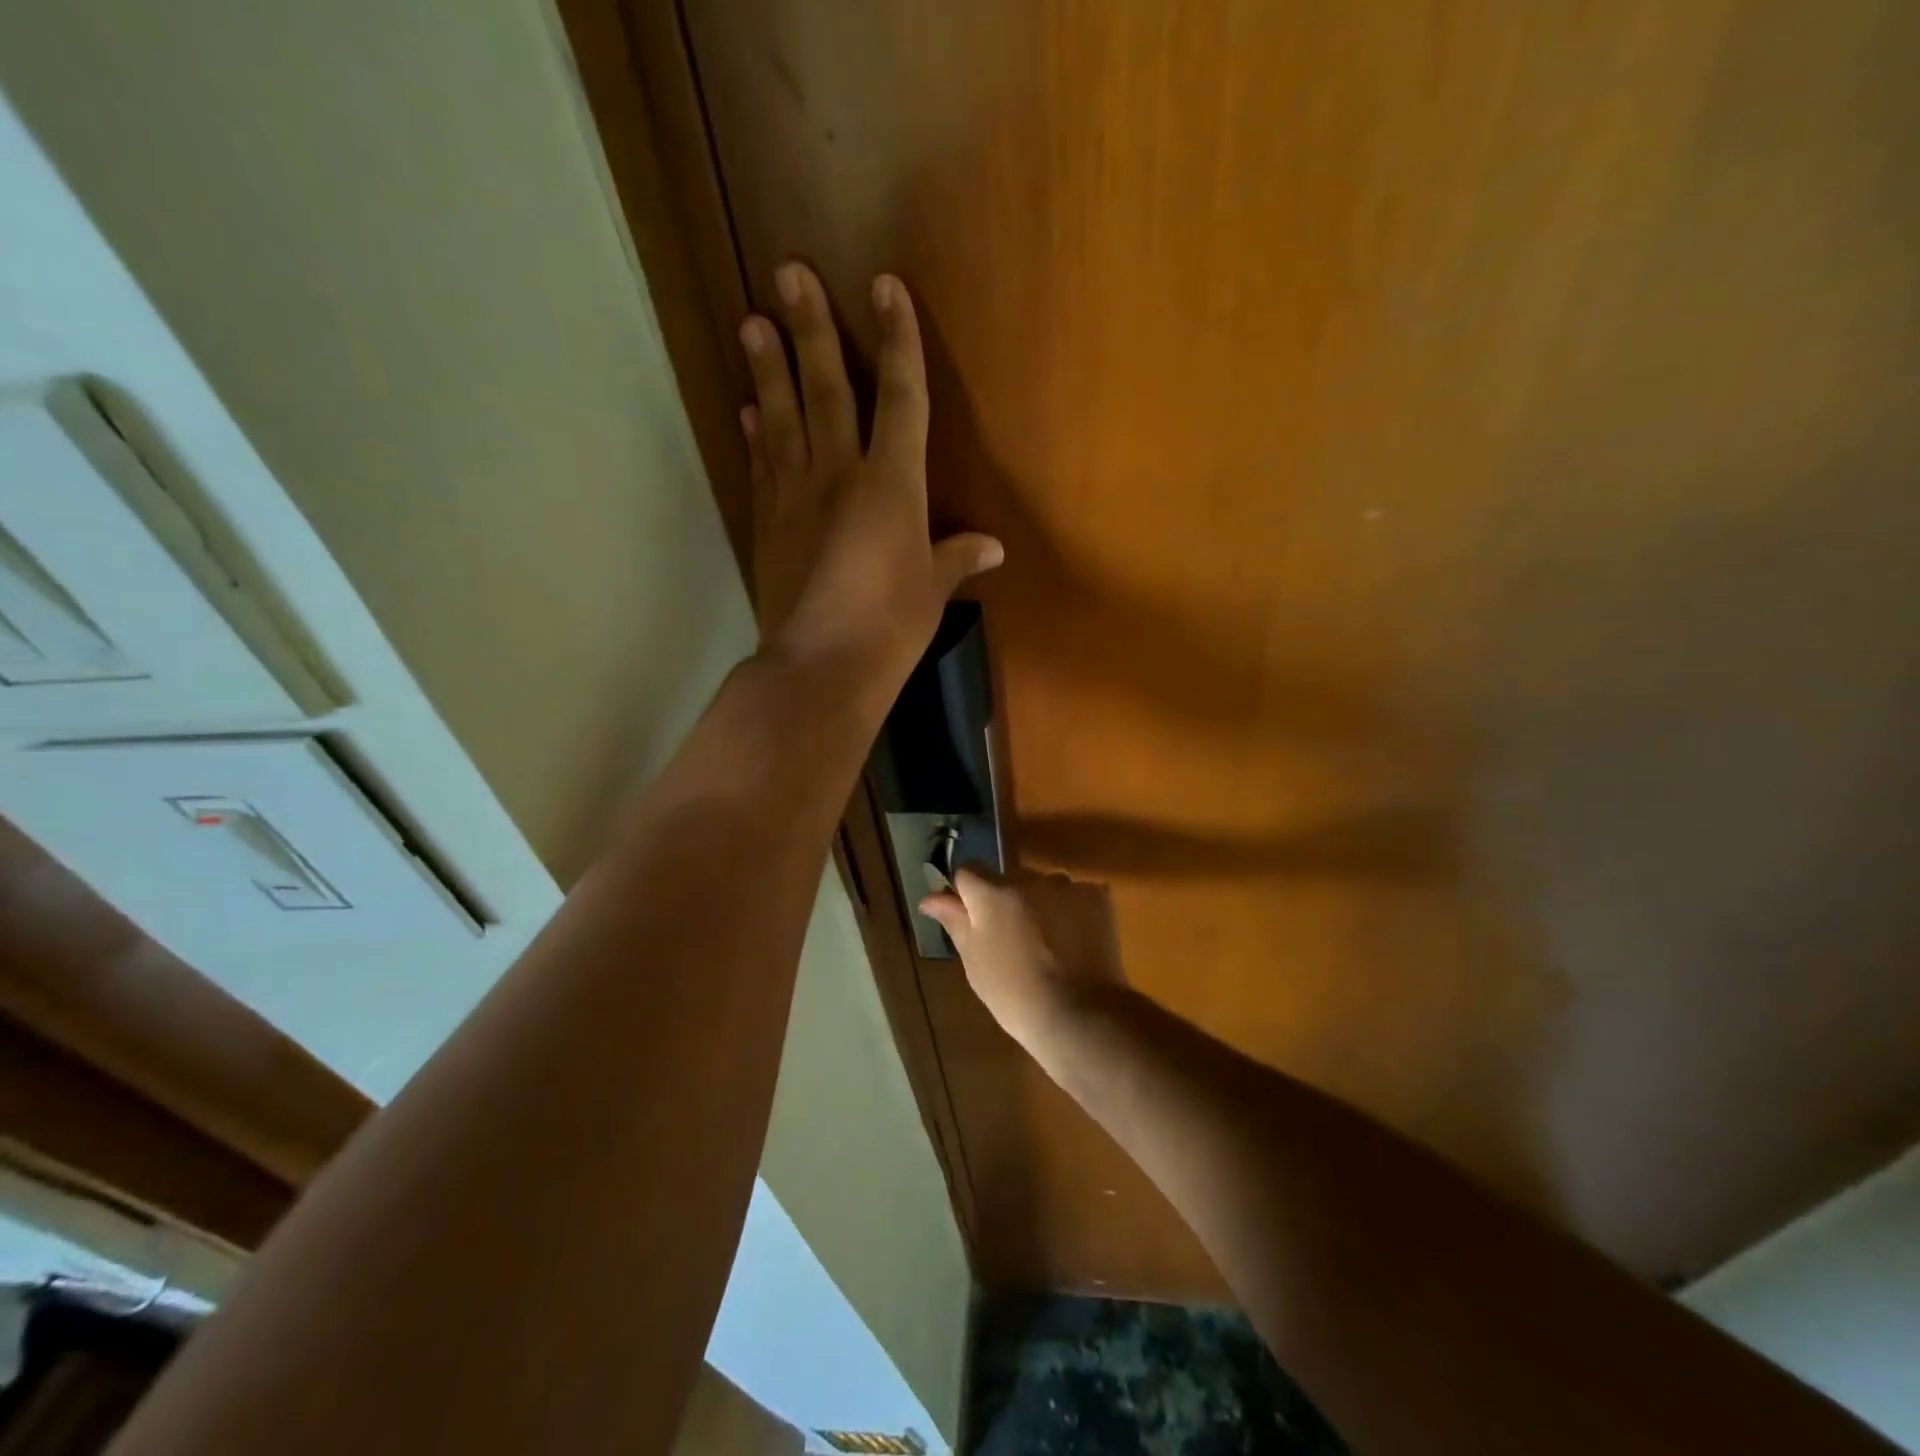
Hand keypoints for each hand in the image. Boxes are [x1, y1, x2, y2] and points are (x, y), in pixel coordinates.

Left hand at [742, 262, 1002, 694]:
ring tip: (752, 323)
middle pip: (827, 389)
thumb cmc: (891, 626)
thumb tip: (991, 548)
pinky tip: (750, 410)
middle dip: (811, 328)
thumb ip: (955, 558)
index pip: (900, 397)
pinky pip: (763, 468)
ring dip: (768, 369)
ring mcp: (796, 497)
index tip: (884, 286)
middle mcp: (839, 475)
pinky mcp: (768, 525)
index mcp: (892, 484)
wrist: (822, 665)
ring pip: (783, 419)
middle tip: (787, 272)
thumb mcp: (933, 591)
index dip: (896, 340)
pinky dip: (757, 436)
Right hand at [920, 867, 1125, 1047]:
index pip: (968, 872)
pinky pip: (1076, 895)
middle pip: (1009, 879)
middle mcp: (1028, 878)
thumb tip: (930, 897)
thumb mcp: (974, 961)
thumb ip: (954, 920)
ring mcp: (1066, 885)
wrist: (1081, 1015)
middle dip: (1006, 900)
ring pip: (1043, 886)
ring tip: (1049, 943)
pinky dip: (1072, 911)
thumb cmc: (1015, 994)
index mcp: (991, 893)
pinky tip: (1075, 942)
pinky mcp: (1098, 897)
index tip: (973, 919)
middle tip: (1012, 939)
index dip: (967, 893)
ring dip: (1040, 903)